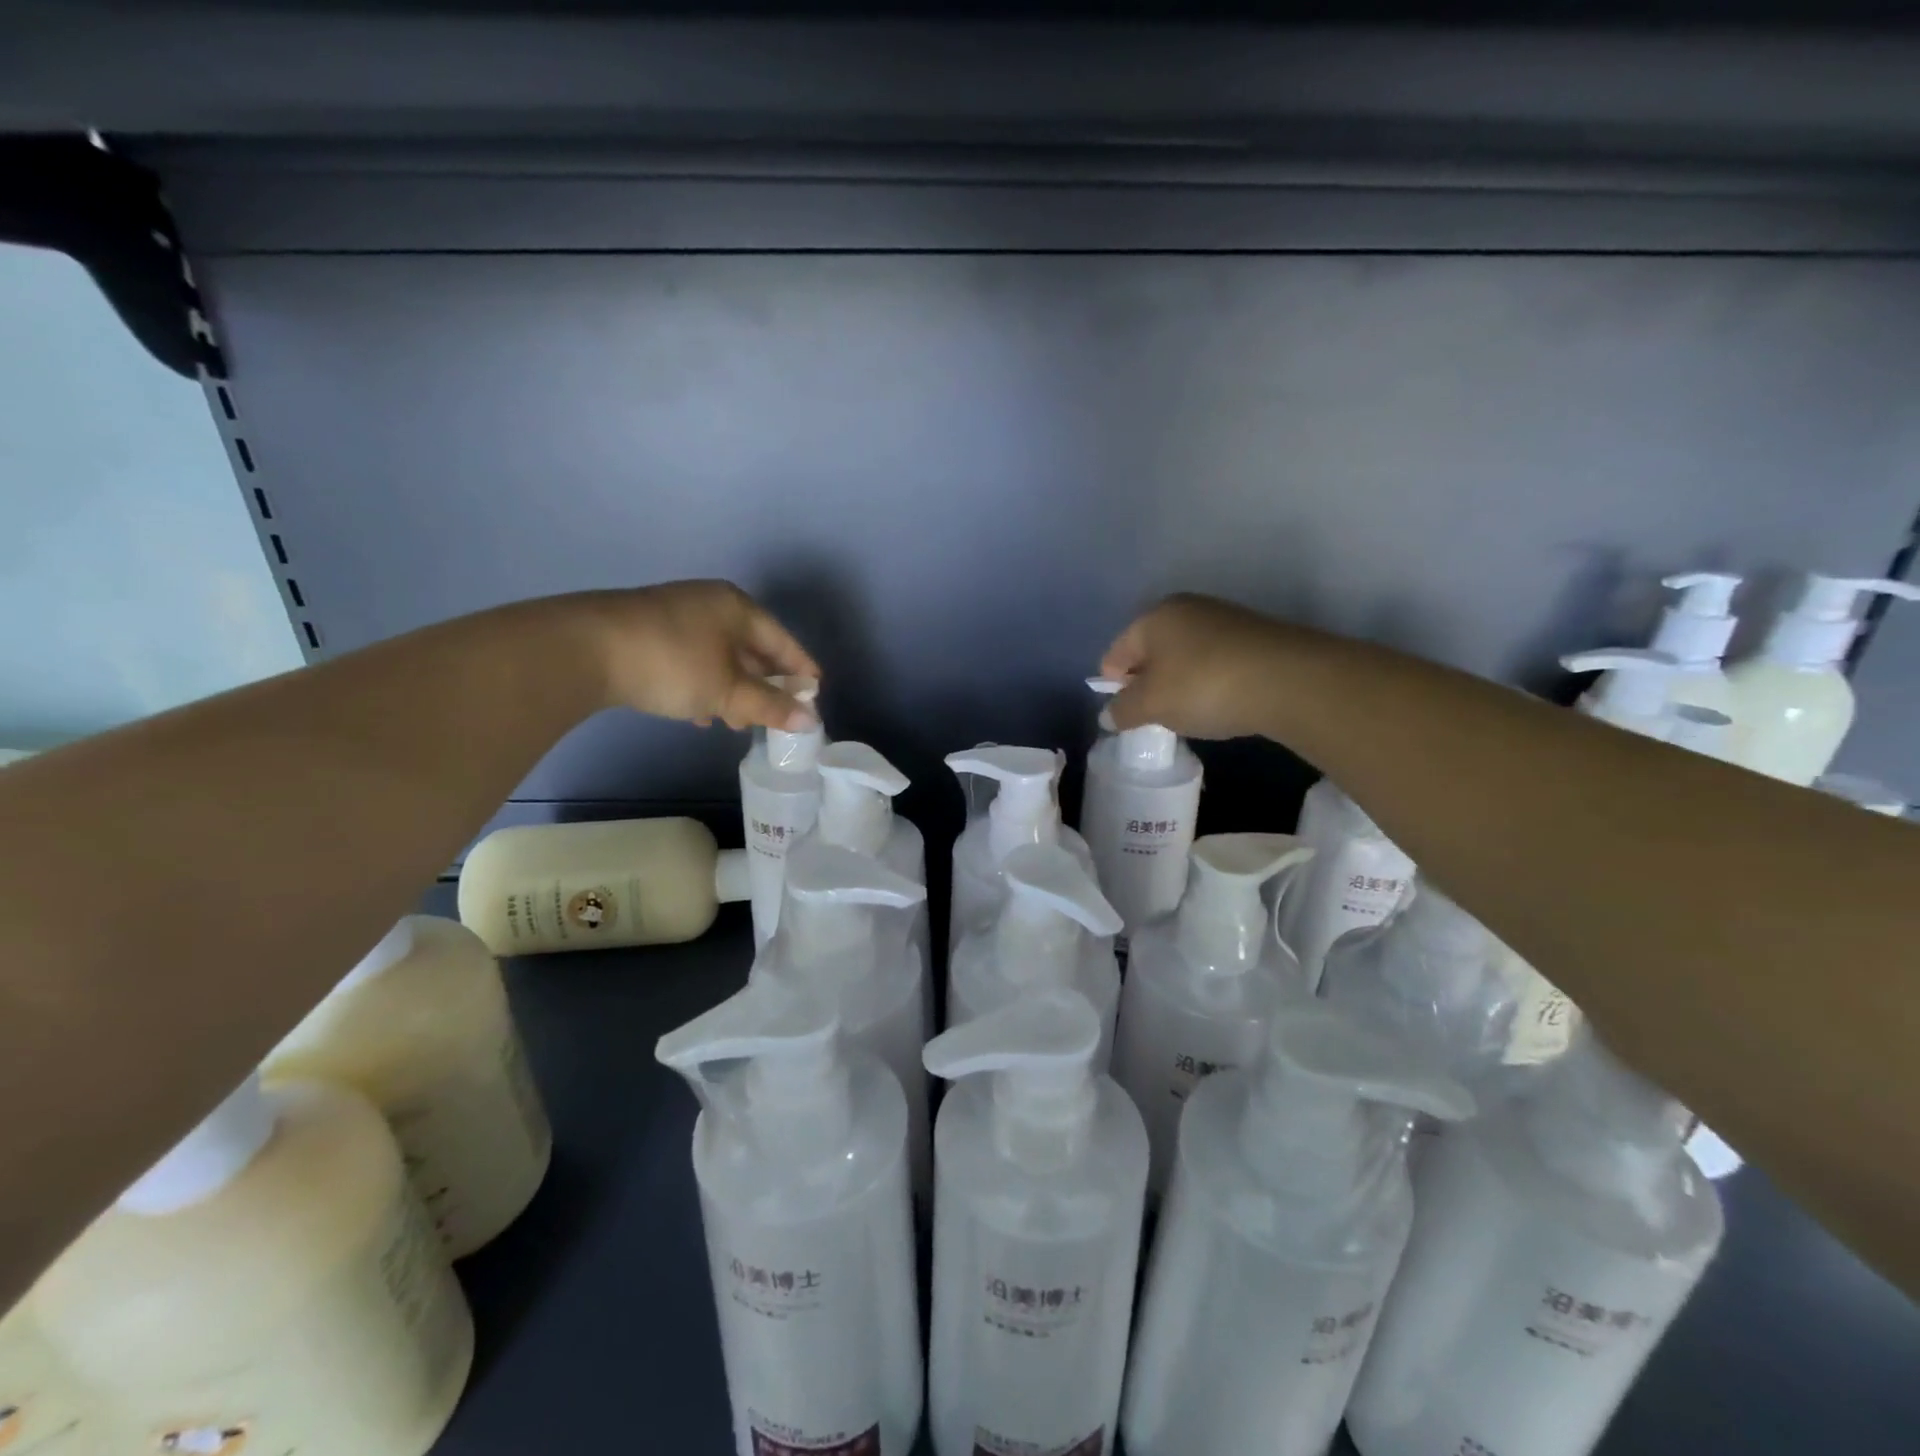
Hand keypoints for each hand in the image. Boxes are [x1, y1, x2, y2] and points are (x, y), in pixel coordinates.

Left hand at [575, 581, 821, 731]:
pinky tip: (698, 712)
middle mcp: (709, 603)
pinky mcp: (647, 631)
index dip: (800, 668)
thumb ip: (770, 706)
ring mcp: (675, 615)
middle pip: (750, 647)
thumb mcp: (728, 690)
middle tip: (774, 714)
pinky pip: (691, 659)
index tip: (815, 692)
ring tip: (735, 721)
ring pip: (719, 656)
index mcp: (737, 607)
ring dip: (732, 689)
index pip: (782, 639)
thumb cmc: (673, 663)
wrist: (584, 648)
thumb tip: (810, 721)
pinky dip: (703, 684)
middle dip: (763, 684)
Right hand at [1099, 593, 1294, 739]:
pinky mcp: (1254, 636)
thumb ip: (1123, 711)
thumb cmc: (1203, 686)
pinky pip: (1215, 661)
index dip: (1113, 685)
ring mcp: (1224, 619)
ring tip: (1190, 712)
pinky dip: (1209, 681)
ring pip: (1184, 655)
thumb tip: (1108, 716)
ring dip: (1179, 683)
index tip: (1126, 714)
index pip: (1116, 652)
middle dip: (1147, 683)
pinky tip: (1220, 703)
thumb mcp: (1152, 705)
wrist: (1289, 681)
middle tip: (1155, 715)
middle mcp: (1187, 608)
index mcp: (1154, 616)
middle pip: (1151, 650)